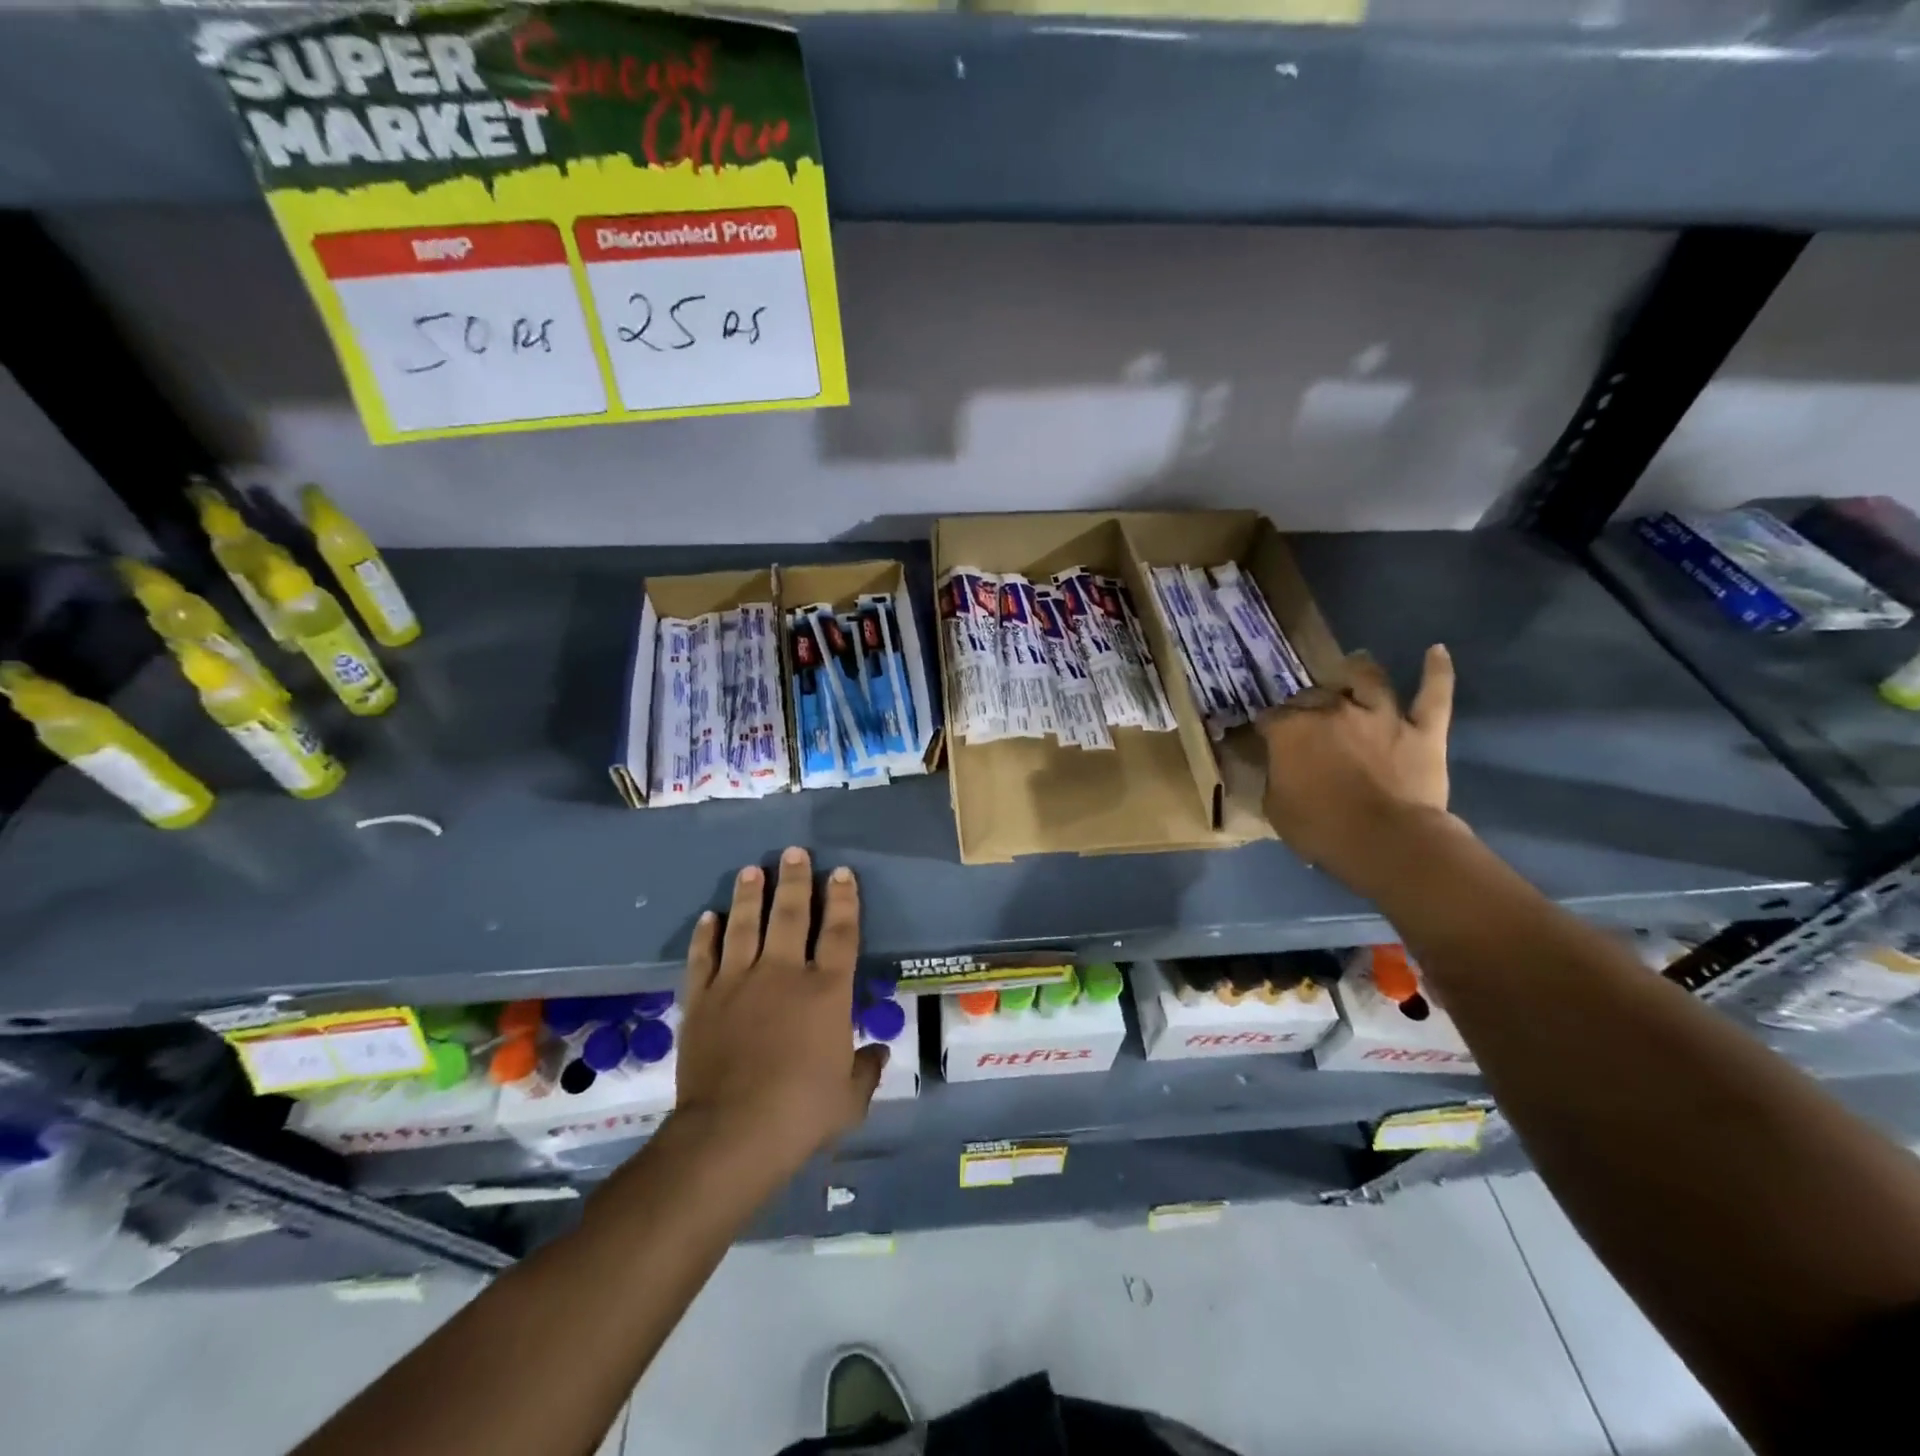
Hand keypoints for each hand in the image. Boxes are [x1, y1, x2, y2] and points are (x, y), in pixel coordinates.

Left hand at [673, 847, 883, 1178]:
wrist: (731, 1133)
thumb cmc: (801, 1113)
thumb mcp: (849, 1099)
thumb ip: (865, 1071)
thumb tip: (877, 1054)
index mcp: (826, 991)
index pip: (840, 932)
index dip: (843, 899)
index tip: (841, 873)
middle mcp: (783, 974)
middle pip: (790, 914)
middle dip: (795, 880)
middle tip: (793, 852)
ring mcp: (738, 982)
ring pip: (745, 925)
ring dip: (749, 895)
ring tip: (752, 870)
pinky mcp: (703, 999)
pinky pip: (704, 957)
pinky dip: (706, 935)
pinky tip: (709, 917)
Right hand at [1257, 644, 1459, 889]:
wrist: (1387, 842)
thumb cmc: (1321, 829)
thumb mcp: (1276, 807)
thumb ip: (1275, 777)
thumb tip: (1277, 766)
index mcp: (1291, 730)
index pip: (1270, 718)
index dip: (1267, 728)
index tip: (1266, 738)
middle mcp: (1332, 710)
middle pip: (1313, 696)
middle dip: (1305, 704)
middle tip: (1305, 716)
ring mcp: (1380, 716)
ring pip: (1369, 680)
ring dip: (1359, 670)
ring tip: (1355, 663)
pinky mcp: (1422, 729)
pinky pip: (1433, 695)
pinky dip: (1437, 671)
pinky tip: (1436, 651)